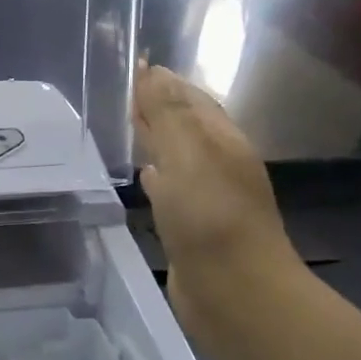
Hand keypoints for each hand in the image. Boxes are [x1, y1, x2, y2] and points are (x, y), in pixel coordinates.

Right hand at [132, 65, 298, 323]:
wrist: (234, 294)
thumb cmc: (211, 217)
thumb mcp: (188, 154)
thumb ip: (167, 112)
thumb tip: (152, 70)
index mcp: (222, 141)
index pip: (192, 99)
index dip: (165, 82)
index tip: (135, 66)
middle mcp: (218, 164)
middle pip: (187, 126)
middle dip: (160, 108)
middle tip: (126, 93)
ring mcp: (207, 199)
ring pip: (178, 158)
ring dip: (156, 141)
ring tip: (128, 127)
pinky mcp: (192, 228)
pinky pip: (172, 191)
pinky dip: (158, 177)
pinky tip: (144, 177)